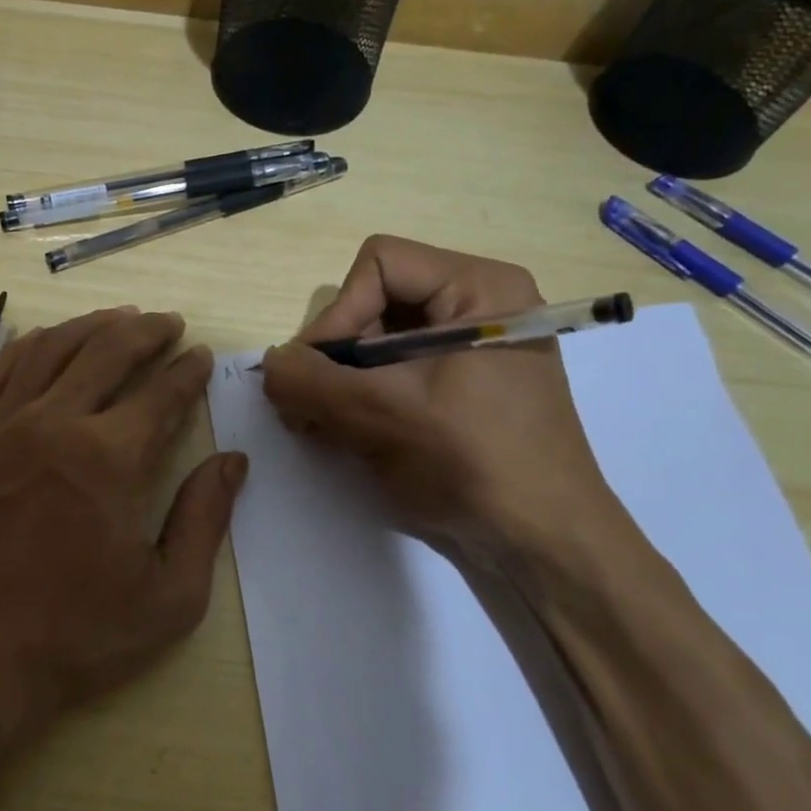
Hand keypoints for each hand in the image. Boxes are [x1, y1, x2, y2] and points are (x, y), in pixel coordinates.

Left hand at [0, 307, 245, 744]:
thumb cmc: (72, 637)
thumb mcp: (167, 597)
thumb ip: (204, 520)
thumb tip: (233, 461)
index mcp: (109, 458)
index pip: (161, 393)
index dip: (187, 370)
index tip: (201, 355)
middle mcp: (53, 423)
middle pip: (107, 352)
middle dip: (146, 331)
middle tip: (168, 323)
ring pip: (50, 350)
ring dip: (90, 326)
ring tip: (117, 318)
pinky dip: (28, 347)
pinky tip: (44, 342)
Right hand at [258, 236, 625, 559]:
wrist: (543, 544)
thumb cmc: (474, 463)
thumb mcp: (383, 416)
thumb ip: (311, 382)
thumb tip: (268, 364)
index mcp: (478, 288)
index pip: (379, 265)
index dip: (339, 314)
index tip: (317, 374)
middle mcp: (475, 307)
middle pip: (374, 304)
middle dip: (335, 357)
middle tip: (306, 409)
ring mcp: (468, 350)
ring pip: (377, 343)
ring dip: (340, 384)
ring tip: (320, 428)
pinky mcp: (459, 389)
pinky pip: (394, 374)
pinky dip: (361, 399)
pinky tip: (344, 435)